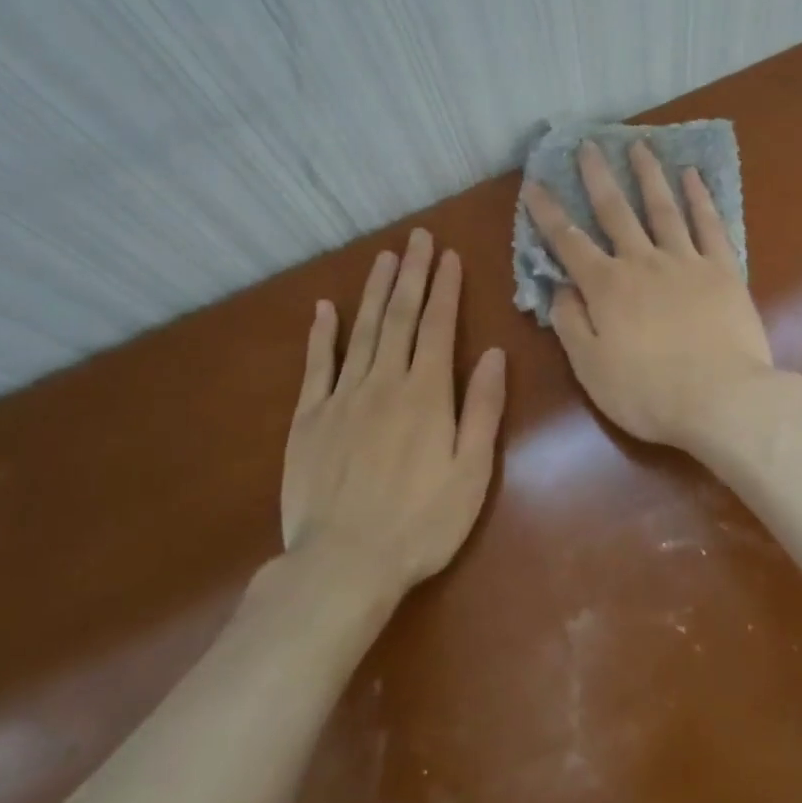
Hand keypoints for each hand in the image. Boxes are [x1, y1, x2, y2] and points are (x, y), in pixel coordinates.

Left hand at [282, 228, 506, 595]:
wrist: (344, 564)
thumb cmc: (421, 523)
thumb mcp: (471, 471)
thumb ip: (482, 409)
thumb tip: (492, 353)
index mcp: (426, 394)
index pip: (437, 327)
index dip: (444, 288)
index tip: (447, 255)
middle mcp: (384, 383)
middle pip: (399, 317)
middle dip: (411, 275)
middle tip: (416, 238)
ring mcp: (342, 398)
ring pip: (361, 332)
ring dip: (374, 292)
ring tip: (383, 258)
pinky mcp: (309, 418)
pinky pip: (316, 366)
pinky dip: (322, 334)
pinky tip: (325, 308)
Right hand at [522, 140, 773, 452]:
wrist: (722, 399)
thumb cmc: (648, 393)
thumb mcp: (591, 368)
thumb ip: (571, 324)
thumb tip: (560, 288)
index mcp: (607, 287)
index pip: (568, 242)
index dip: (548, 213)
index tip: (534, 184)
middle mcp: (643, 262)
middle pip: (615, 211)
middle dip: (598, 177)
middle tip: (588, 145)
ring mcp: (686, 261)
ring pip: (663, 208)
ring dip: (649, 175)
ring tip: (640, 145)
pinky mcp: (723, 269)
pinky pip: (709, 225)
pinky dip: (699, 198)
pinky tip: (693, 176)